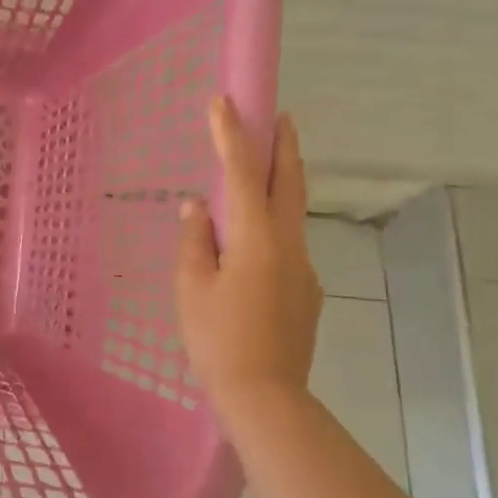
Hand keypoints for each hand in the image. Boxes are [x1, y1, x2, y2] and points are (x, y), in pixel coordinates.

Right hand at [175, 100, 322, 413]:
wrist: (266, 396)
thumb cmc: (217, 339)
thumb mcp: (191, 287)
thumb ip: (195, 240)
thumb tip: (198, 207)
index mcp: (256, 238)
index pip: (242, 174)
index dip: (232, 135)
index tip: (224, 101)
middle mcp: (288, 244)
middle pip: (289, 183)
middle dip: (284, 146)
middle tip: (281, 116)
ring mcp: (304, 268)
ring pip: (292, 213)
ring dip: (281, 183)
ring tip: (263, 171)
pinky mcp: (306, 291)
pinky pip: (287, 245)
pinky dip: (272, 226)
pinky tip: (252, 246)